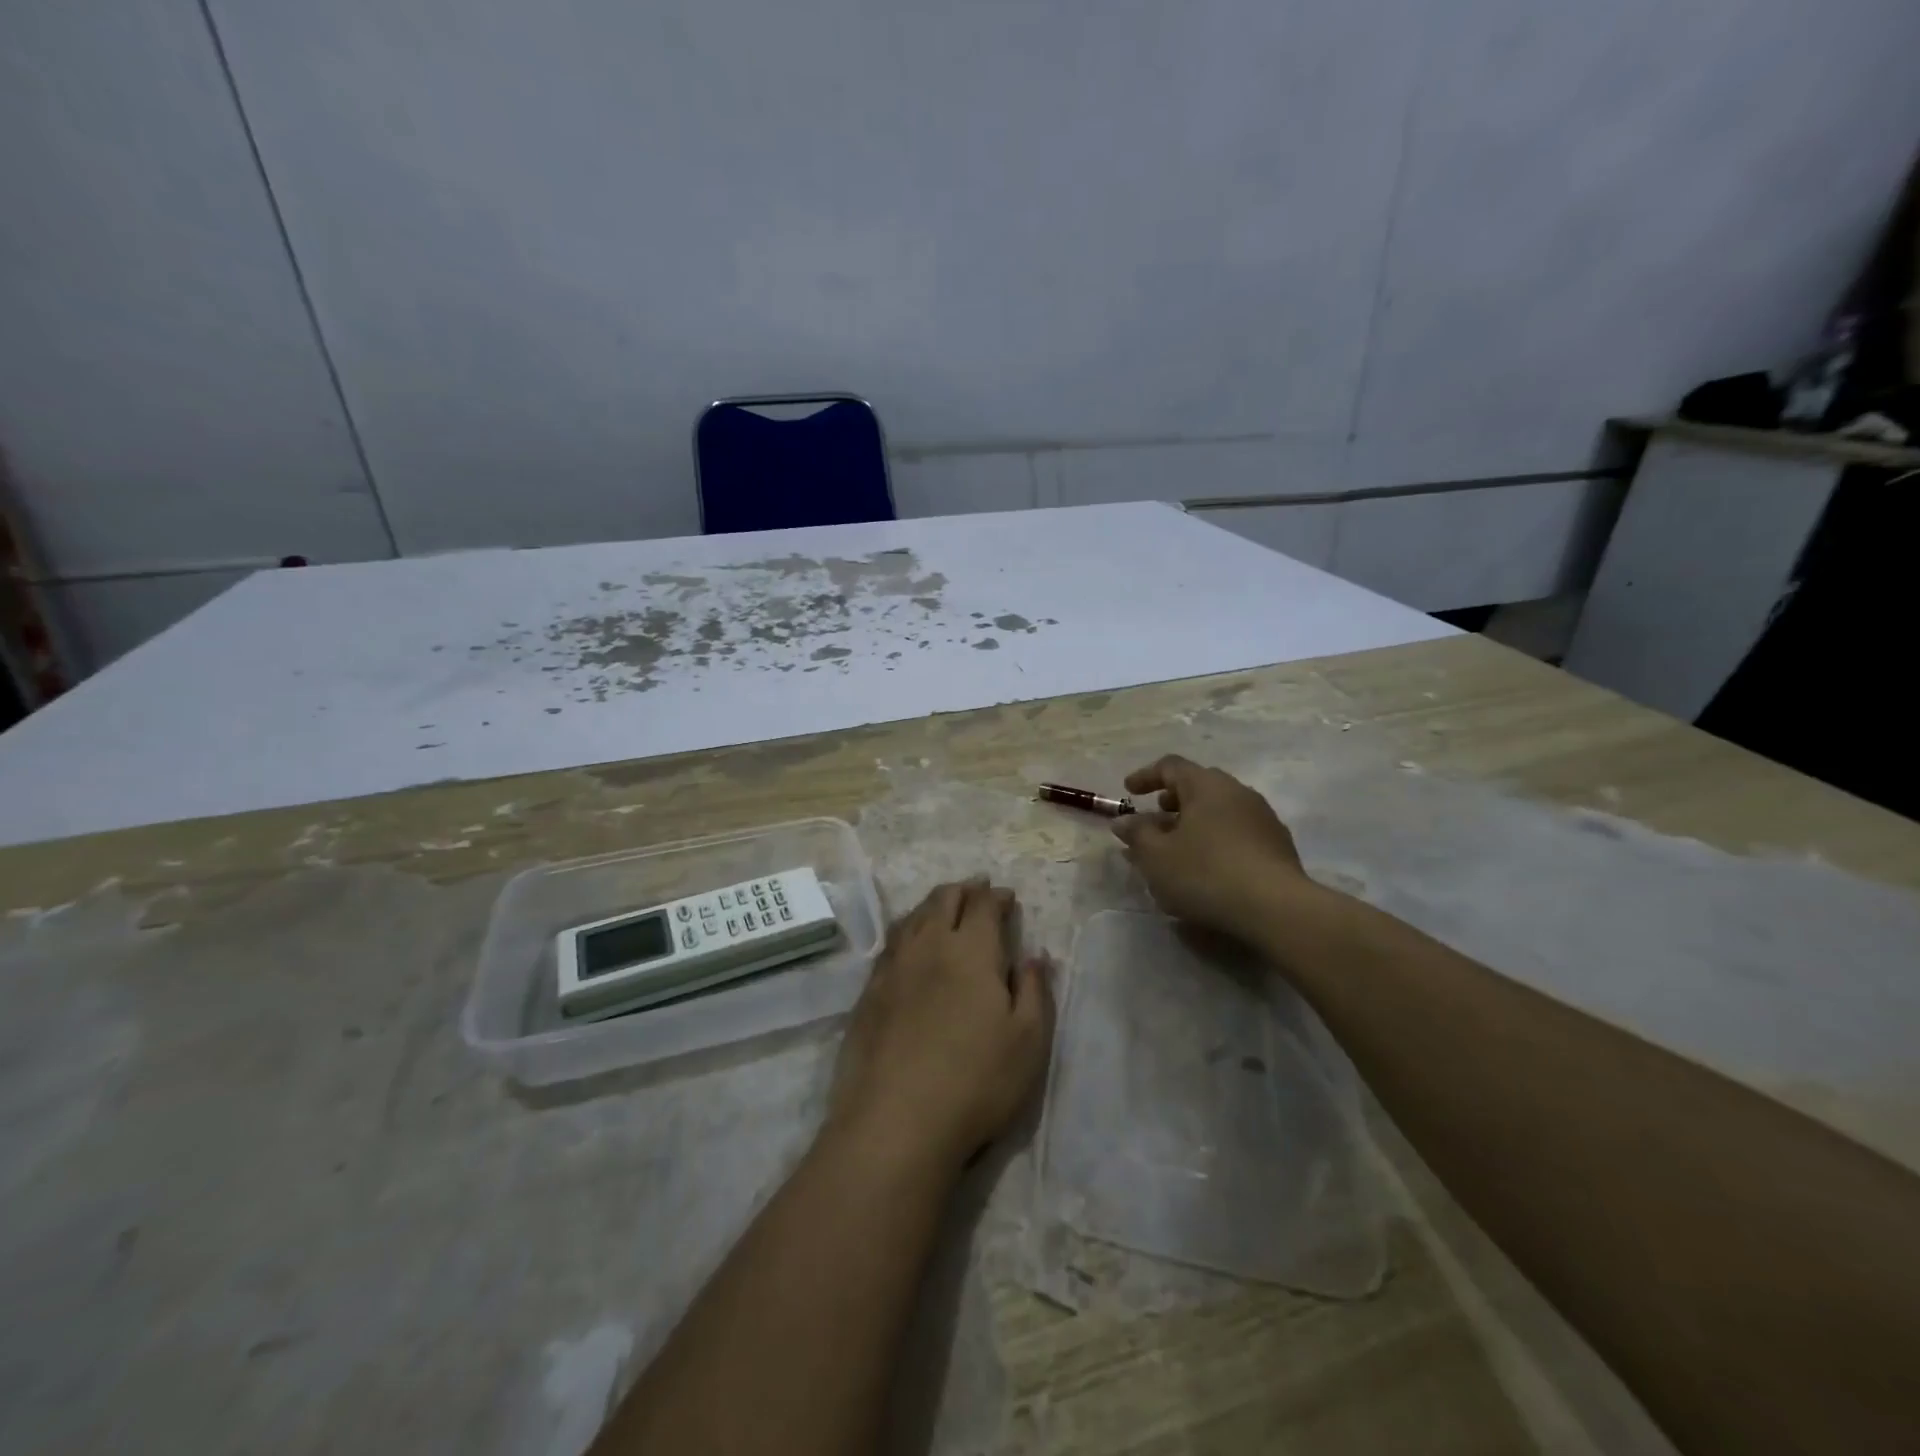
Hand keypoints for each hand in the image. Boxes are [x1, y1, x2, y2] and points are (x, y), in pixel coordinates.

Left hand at [827, 880, 1054, 1174]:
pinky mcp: (869, 992)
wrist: (895, 1121)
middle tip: (977, 889)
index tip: (1006, 897)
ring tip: (944, 904)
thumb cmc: (976, 1081)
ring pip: (913, 917)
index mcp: (971, 950)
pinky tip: (909, 941)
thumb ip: (1035, 990)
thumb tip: (1035, 954)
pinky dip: (907, 929)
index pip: (983, 906)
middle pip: (944, 900)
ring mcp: (894, 967)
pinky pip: (891, 943)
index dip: (996, 896)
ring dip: (933, 904)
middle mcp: (929, 946)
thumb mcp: (1028, 1041)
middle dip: (964, 890)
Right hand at [1112, 755, 1314, 942]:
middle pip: (1198, 786)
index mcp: (1206, 785)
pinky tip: (1206, 868)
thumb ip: (1137, 834)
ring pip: (1219, 810)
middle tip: (1154, 818)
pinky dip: (1215, 840)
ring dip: (1193, 823)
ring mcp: (1262, 818)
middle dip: (1172, 801)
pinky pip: (1236, 832)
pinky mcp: (1277, 846)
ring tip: (1176, 849)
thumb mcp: (1157, 856)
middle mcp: (1237, 792)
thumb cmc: (1206, 873)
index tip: (1128, 792)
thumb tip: (1124, 820)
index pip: (1171, 766)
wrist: (1276, 909)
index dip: (1145, 776)